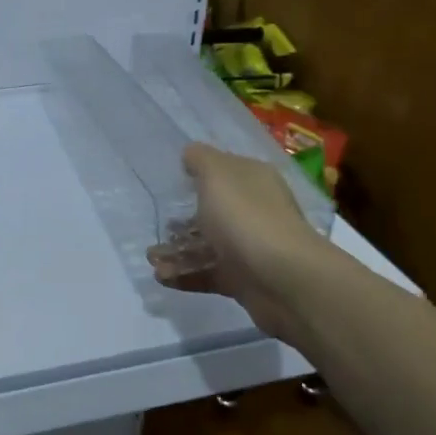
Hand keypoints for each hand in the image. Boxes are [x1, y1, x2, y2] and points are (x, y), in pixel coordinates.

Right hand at [147, 143, 338, 345]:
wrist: (283, 280)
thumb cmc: (246, 216)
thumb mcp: (216, 174)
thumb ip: (200, 159)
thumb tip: (190, 154)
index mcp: (253, 180)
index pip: (224, 171)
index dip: (197, 175)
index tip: (170, 184)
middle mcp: (254, 210)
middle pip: (213, 211)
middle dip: (182, 220)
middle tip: (158, 226)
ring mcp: (250, 247)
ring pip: (207, 245)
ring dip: (177, 250)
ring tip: (152, 258)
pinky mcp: (243, 280)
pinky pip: (208, 274)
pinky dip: (185, 274)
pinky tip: (161, 277)